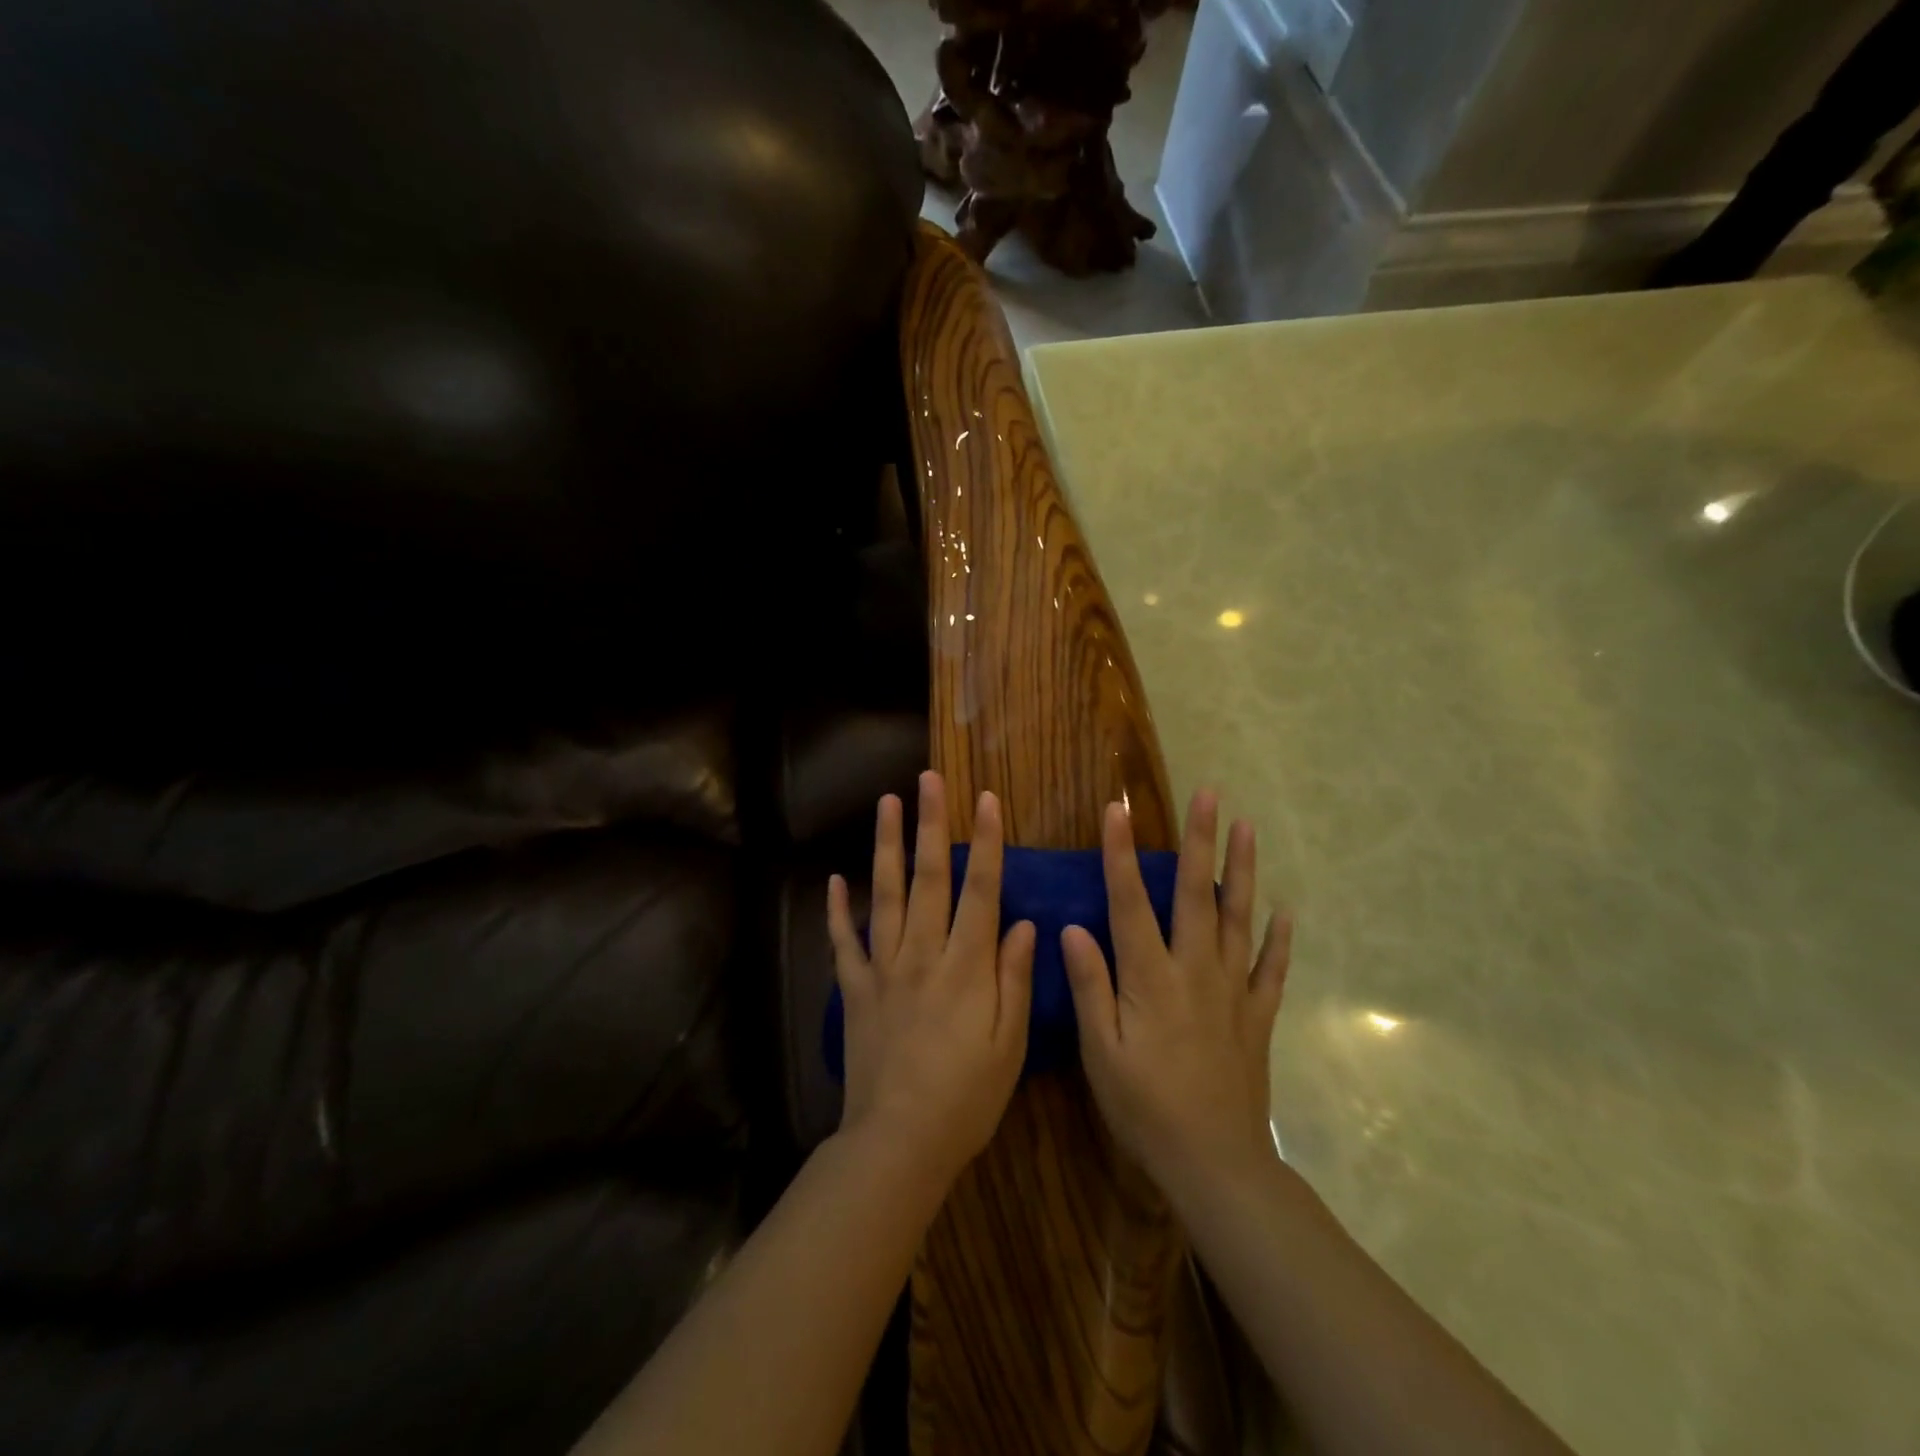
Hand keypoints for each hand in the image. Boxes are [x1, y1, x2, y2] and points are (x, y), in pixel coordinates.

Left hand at [827, 772, 1036, 1186]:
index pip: (980, 890)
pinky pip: (843, 943)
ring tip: (886, 803)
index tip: (988, 800)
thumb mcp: (1009, 1044)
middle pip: (929, 878)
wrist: (899, 1142)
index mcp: (966, 966)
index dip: (987, 842)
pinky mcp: (854, 990)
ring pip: (884, 895)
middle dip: (930, 824)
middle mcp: (922, 954)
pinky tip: (835, 879)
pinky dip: (838, 910)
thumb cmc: (966, 1098)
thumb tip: (1022, 922)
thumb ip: (1014, 978)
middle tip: (928, 779)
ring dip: (886, 846)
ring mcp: (883, 968)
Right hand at [1061, 791, 1291, 1188]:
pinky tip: (1284, 911)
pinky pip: (1272, 970)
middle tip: (1210, 794)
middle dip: (1201, 840)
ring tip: (1248, 828)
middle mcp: (1195, 971)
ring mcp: (1233, 991)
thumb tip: (1073, 928)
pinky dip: (1279, 939)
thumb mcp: (1100, 1053)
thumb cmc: (1145, 1108)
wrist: (1215, 1164)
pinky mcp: (1257, 1017)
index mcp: (1150, 978)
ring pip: (1239, 919)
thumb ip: (1091, 987)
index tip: (1117, 810)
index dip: (1121, 854)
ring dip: (1244, 870)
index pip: (1130, 902)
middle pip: (1197, 894)